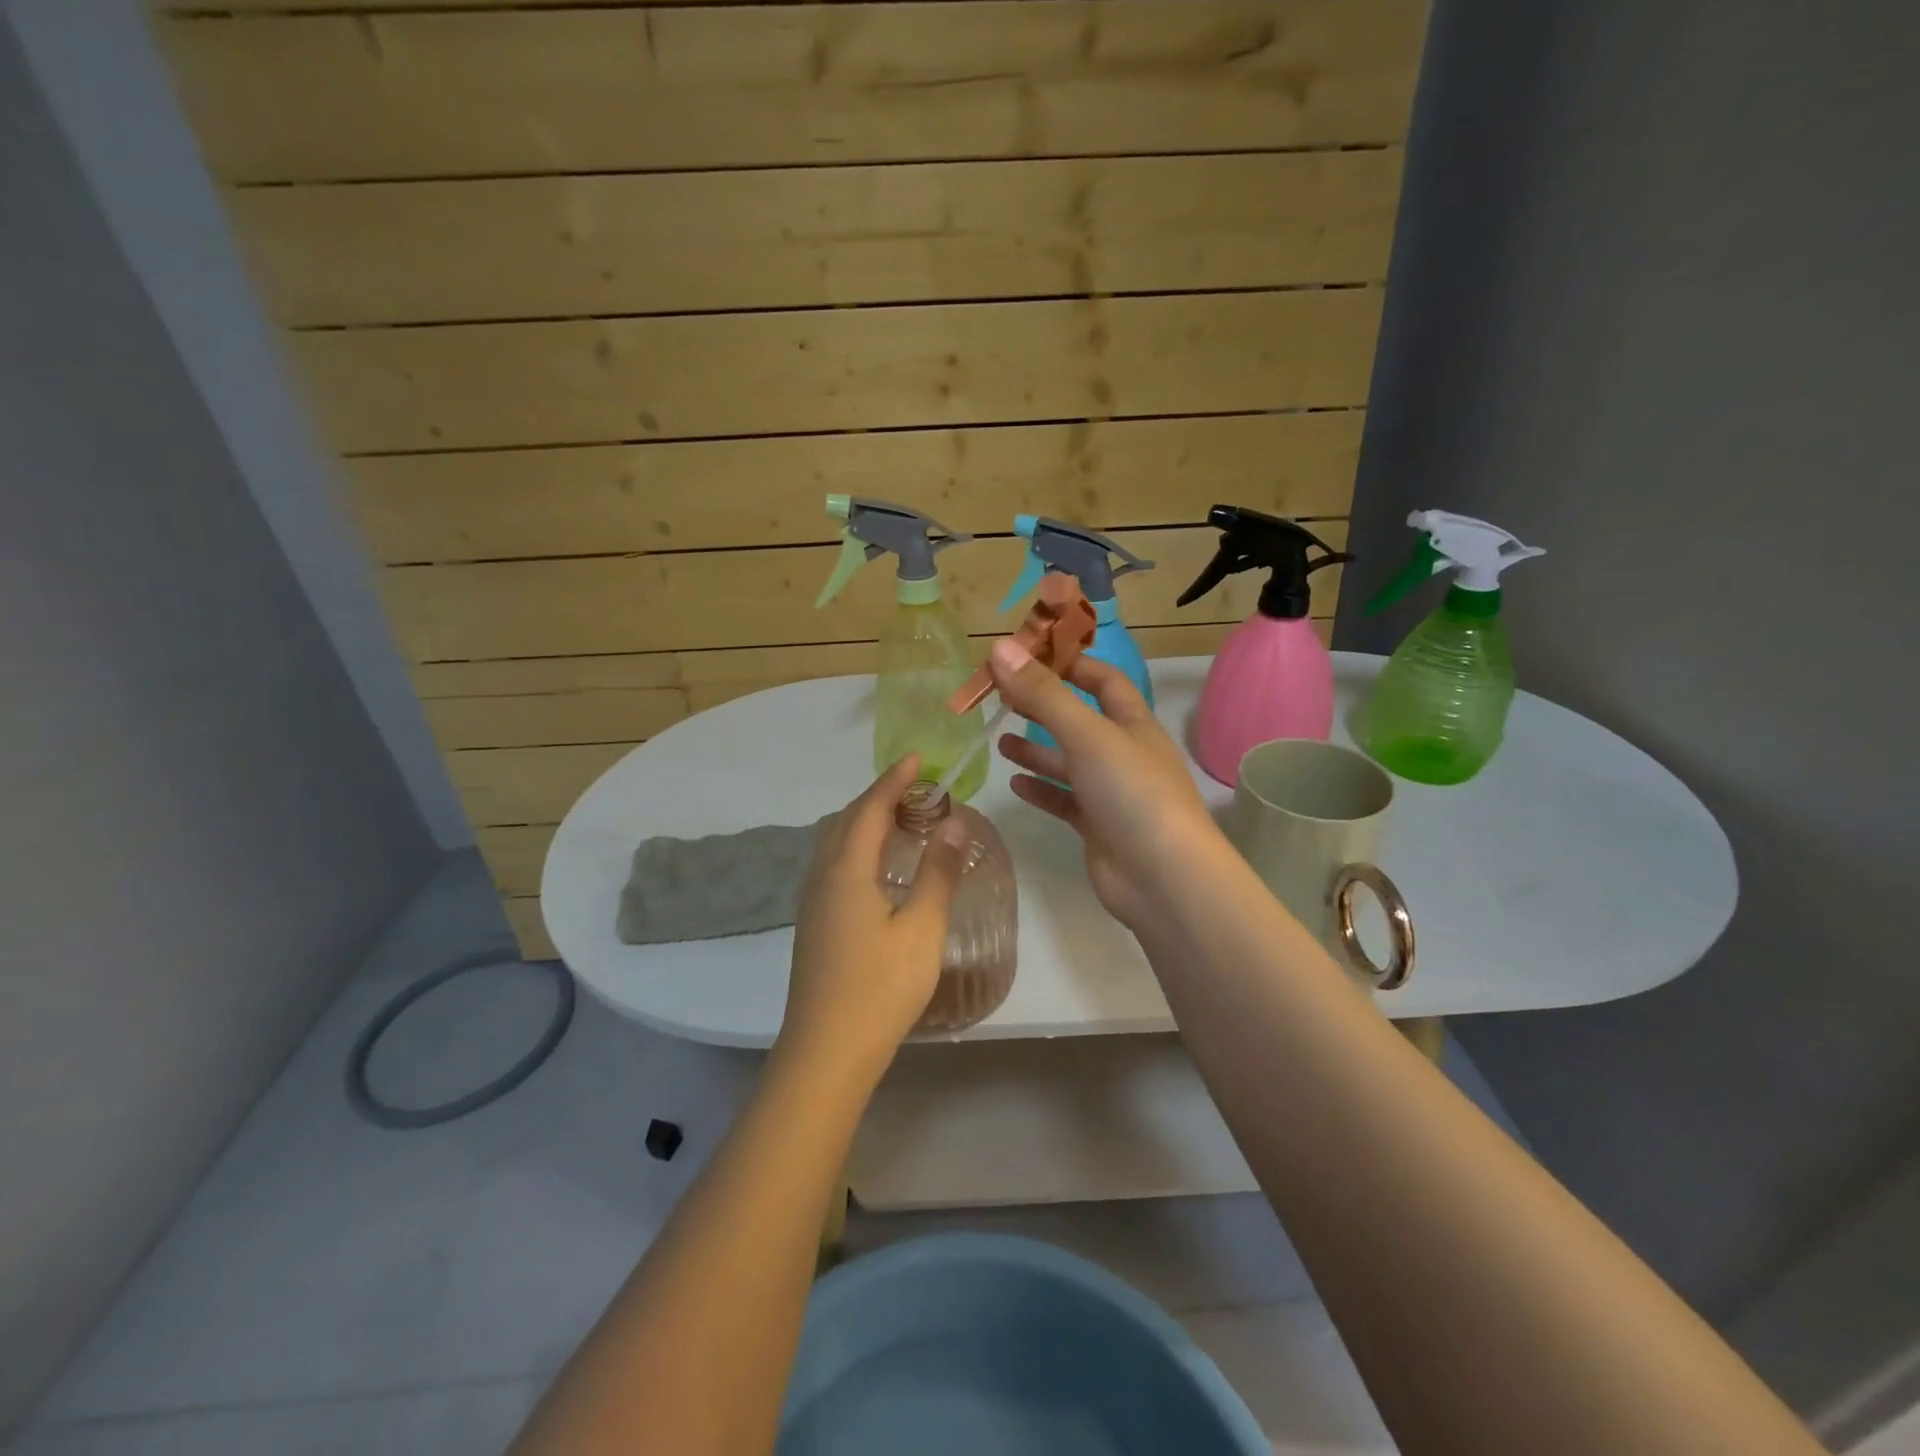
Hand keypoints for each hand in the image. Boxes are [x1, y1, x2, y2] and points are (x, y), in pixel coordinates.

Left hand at [777, 755, 968, 1084]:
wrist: (827, 1051)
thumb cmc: (881, 988)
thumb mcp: (922, 928)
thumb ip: (939, 872)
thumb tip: (954, 823)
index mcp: (847, 870)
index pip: (871, 807)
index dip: (894, 780)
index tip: (918, 758)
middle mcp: (822, 875)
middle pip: (848, 819)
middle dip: (879, 795)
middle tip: (916, 788)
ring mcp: (813, 901)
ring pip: (836, 842)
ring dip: (865, 820)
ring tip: (901, 819)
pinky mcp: (813, 922)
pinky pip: (833, 863)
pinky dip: (857, 845)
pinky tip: (878, 866)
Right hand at [991, 639, 1230, 933]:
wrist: (1163, 878)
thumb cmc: (1132, 793)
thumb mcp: (1087, 735)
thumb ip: (1043, 694)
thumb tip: (999, 648)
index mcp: (1133, 723)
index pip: (1104, 681)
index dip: (1070, 664)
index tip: (1028, 656)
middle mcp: (1124, 754)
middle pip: (1079, 721)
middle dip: (1042, 708)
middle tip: (999, 698)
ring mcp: (1112, 793)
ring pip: (1069, 763)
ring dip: (1036, 750)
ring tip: (998, 741)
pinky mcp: (1098, 827)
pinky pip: (1065, 801)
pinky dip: (1041, 790)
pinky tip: (1014, 784)